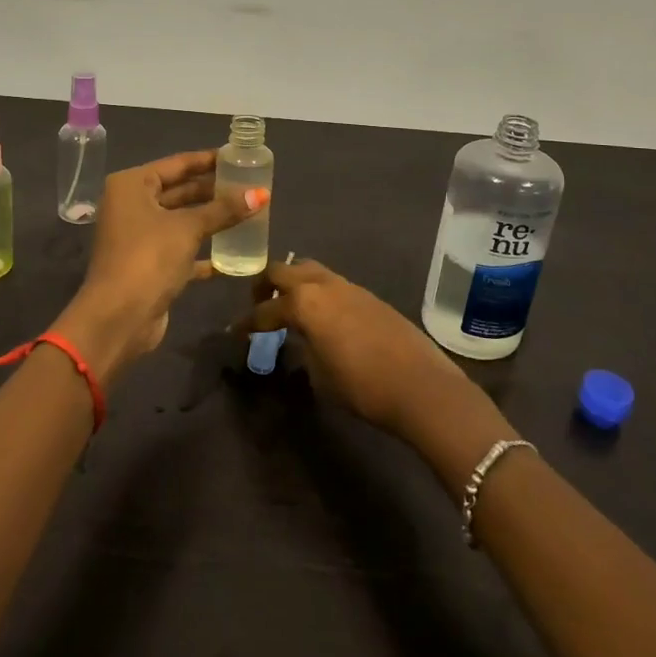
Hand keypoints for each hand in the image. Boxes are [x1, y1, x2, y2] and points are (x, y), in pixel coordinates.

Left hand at [62, 150, 267, 378]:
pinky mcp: (149, 264)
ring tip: (248, 212)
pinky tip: (233, 252)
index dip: (208, 160)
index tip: (239, 157)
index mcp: (131, 185)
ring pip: (181, 220)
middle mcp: (132, 206)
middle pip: (179, 191)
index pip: (177, 164)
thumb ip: (223, 210)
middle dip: (213, 190)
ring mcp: (139, 236)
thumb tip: (261, 193)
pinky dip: (204, 249)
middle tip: (249, 185)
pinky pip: (181, 249)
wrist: (119, 318)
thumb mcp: (188, 228)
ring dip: (211, 219)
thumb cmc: (148, 258)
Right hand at [234, 258, 468, 436]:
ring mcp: (349, 286)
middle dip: (266, 286)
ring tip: (290, 308)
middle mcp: (323, 285)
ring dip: (295, 285)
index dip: (247, 322)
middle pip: (283, 271)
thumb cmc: (362, 386)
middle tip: (260, 305)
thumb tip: (300, 342)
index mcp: (304, 302)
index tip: (234, 332)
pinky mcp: (370, 296)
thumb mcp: (319, 375)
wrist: (421, 386)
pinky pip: (333, 285)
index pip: (265, 310)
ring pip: (310, 271)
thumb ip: (302, 350)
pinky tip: (323, 317)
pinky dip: (319, 293)